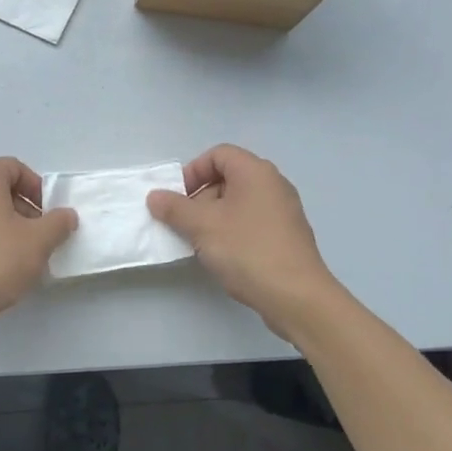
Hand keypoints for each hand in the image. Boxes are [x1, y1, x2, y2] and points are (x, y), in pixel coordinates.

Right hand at [147, 145, 341, 333]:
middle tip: (184, 222)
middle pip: (228, 177)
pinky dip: (232, 230)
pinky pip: (252, 221)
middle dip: (200, 197)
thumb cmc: (247, 250)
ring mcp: (284, 211)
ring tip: (200, 242)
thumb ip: (174, 208)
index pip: (218, 154)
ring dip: (214, 217)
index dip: (193, 171)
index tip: (177, 198)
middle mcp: (273, 184)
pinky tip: (223, 255)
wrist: (296, 296)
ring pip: (239, 202)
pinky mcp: (287, 235)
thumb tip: (155, 196)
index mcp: (255, 172)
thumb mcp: (202, 226)